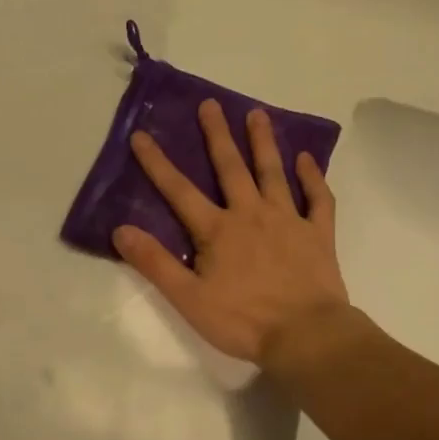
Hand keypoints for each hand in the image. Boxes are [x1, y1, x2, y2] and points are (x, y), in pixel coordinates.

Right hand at [114, 101, 349, 363]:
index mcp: (218, 230)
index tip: (142, 135)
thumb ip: (155, 263)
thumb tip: (121, 230)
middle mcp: (251, 214)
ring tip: (257, 114)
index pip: (179, 191)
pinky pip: (318, 198)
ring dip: (264, 142)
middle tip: (211, 104)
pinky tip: (307, 159)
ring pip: (273, 172)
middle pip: (231, 167)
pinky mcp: (317, 233)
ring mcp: (288, 220)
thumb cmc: (243, 320)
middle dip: (217, 135)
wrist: (306, 335)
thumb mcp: (189, 298)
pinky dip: (313, 177)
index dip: (157, 163)